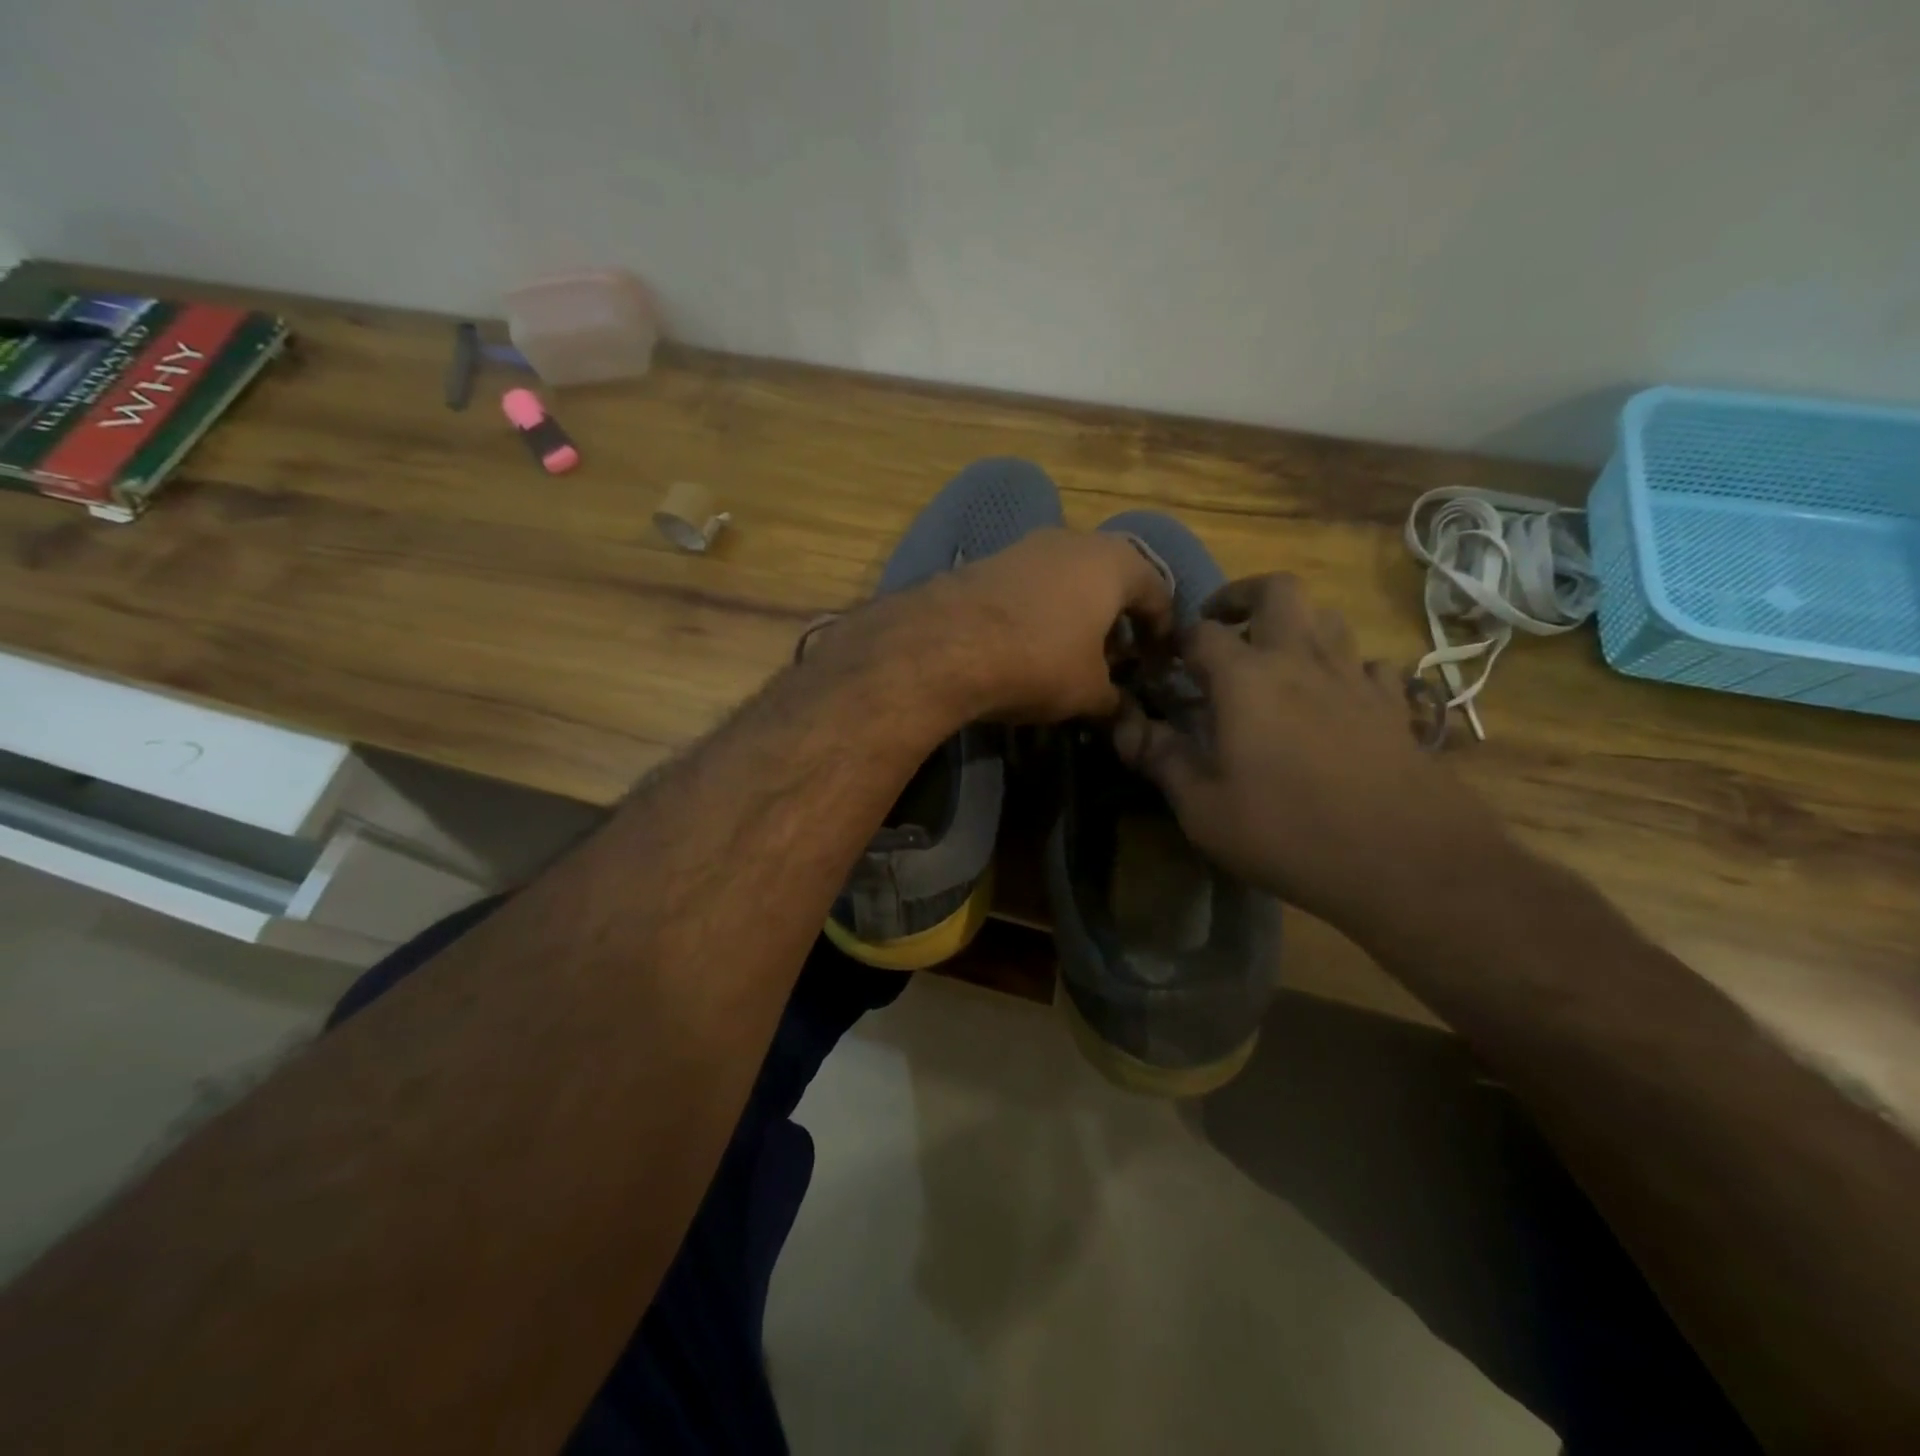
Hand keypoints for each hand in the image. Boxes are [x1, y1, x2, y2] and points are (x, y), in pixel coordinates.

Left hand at [928, 528, 1174, 721]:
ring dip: (1077, 612)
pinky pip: (1030, 584)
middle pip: (1110, 578)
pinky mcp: (986, 560)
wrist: (946, 645)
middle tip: (1117, 658)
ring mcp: (1025, 545)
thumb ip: (1114, 700)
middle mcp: (1073, 540)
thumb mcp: (1088, 692)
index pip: (1157, 591)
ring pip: (1067, 578)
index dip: (1161, 631)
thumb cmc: (1039, 661)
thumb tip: (1123, 714)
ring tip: (1073, 653)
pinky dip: (1040, 610)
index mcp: (1114, 562)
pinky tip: (1028, 643)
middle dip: (1117, 618)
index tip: (1158, 663)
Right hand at [1113, 573, 1514, 936]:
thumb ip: (1160, 757)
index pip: (1201, 632)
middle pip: (1276, 591)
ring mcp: (1354, 678)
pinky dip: (1344, 669)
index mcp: (1246, 678)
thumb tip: (1124, 726)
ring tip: (1275, 660)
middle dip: (1241, 596)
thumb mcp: (1202, 806)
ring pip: (1328, 618)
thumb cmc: (1286, 830)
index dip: (1176, 640)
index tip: (1164, 663)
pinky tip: (1334, 701)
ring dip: (1296, 626)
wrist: (1404, 860)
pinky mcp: (1394, 705)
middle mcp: (1301, 660)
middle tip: (1222, 626)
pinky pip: (1368, 664)